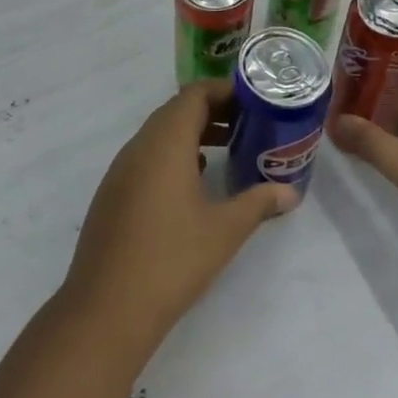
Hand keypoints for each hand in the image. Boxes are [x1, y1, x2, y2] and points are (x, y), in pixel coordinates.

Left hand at [61, 80, 298, 356]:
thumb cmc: (172, 259)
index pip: (193, 94)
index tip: (253, 100)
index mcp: (165, 142)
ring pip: (159, 134)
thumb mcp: (224, 230)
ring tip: (228, 147)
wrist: (107, 306)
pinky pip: (146, 156)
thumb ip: (258, 203)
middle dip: (212, 110)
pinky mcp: (113, 192)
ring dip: (192, 133)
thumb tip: (289, 191)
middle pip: (175, 110)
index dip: (224, 91)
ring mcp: (121, 169)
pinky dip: (173, 154)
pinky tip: (194, 180)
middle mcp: (139, 146)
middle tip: (248, 123)